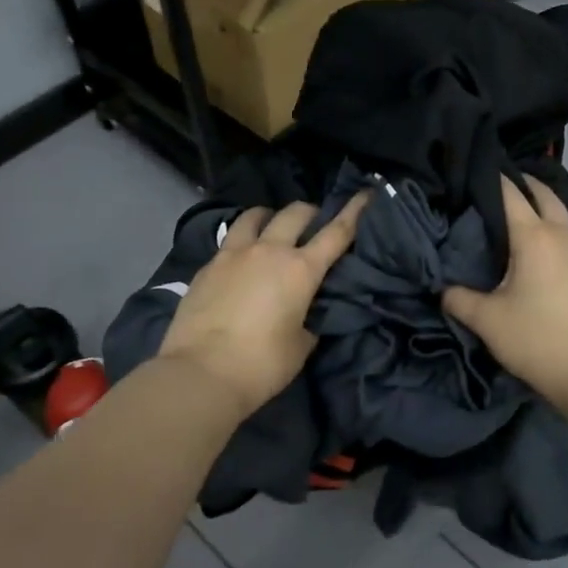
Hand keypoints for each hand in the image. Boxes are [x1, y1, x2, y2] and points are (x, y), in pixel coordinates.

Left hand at [159, 195, 368, 416]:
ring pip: (255, 216)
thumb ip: (310, 320)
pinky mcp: (208, 265)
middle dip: (310, 212)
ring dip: (270, 216)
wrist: (201, 373)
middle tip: (314, 223)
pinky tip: (241, 259)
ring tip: (271, 226)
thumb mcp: (301, 345)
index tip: (365, 194)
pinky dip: (243, 241)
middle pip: (295, 213)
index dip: (354, 211)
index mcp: (301, 269)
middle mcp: (269, 250)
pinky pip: (230, 240)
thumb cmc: (262, 364)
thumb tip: (307, 311)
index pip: (337, 232)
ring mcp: (234, 254)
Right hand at [444, 176, 567, 409]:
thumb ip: (458, 299)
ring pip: (564, 216)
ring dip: (544, 208)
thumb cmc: (538, 340)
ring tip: (521, 219)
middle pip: (544, 194)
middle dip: (523, 184)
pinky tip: (546, 255)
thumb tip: (442, 288)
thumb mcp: (487, 321)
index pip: (510, 194)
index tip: (474, 173)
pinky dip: (558, 234)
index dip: (492, 179)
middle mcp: (564, 235)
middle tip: (499, 187)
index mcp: (534, 237)